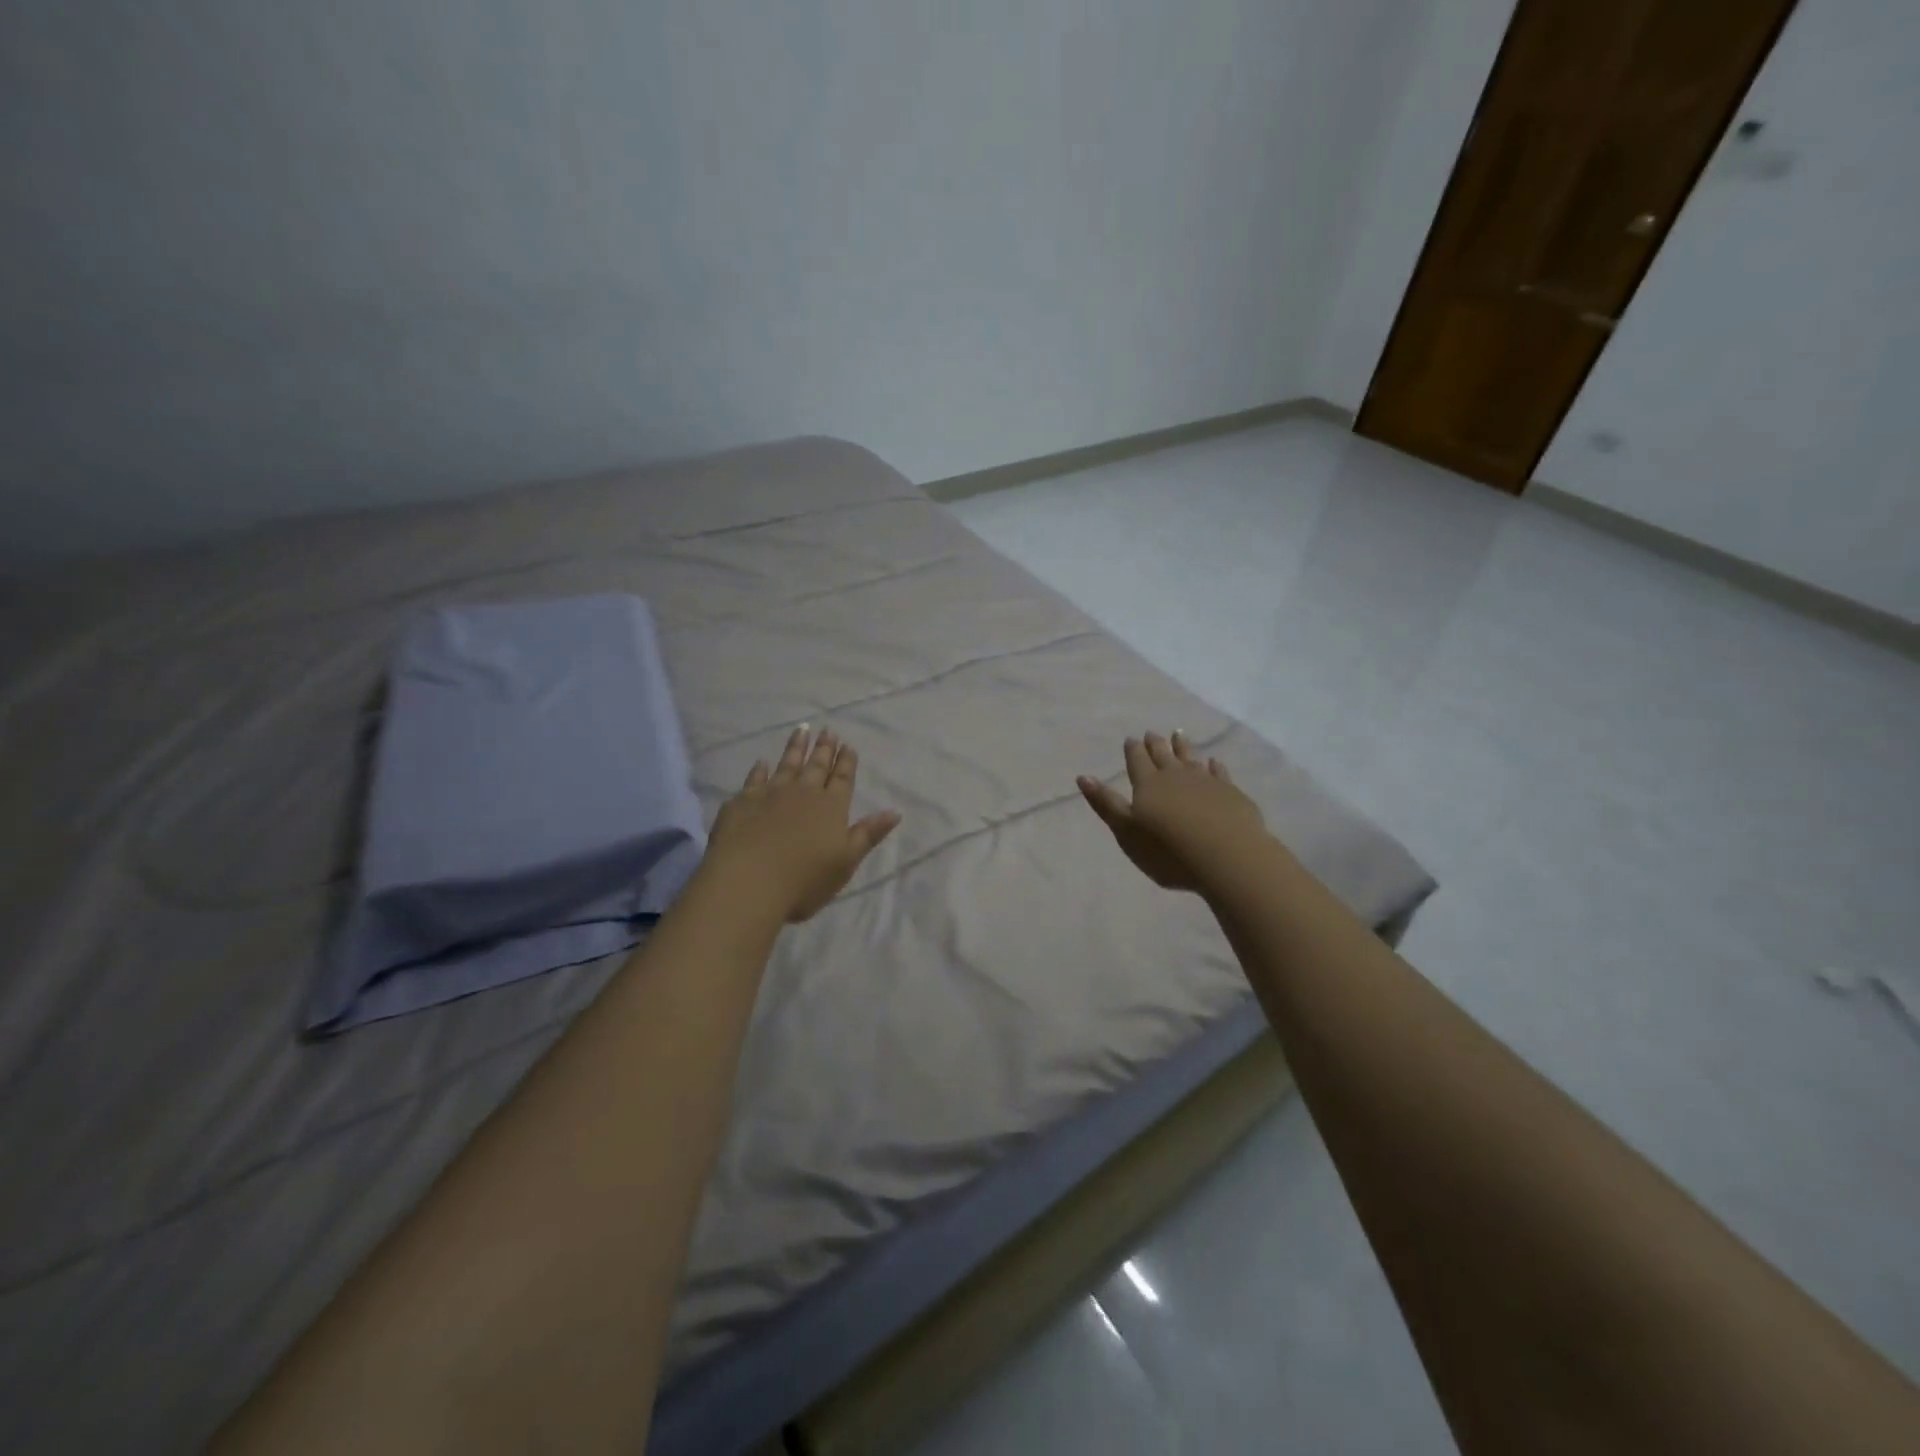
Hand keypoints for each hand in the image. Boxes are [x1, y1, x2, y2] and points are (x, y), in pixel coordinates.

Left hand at [706, 725, 901, 922]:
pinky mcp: (743, 802)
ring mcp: (771, 794)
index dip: (846, 762)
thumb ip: (868, 834)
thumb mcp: (846, 861)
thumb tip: (894, 812)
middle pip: (817, 766)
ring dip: (796, 747)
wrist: (748, 882)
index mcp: (831, 807)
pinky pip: (754, 779)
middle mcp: (803, 793)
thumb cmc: (804, 879)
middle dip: (824, 748)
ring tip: (802, 729)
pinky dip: (759, 769)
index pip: (843, 779)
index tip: (849, 745)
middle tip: (828, 730)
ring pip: (787, 764)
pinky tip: (762, 762)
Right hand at [1077, 731, 1268, 892]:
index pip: (1137, 760)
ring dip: (1183, 747)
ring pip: (1191, 758)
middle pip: (1163, 755)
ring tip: (1178, 734)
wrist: (1226, 857)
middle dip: (1156, 744)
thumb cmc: (1168, 851)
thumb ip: (1106, 804)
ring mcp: (1206, 782)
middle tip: (1152, 733)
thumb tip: (1083, 776)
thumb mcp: (1127, 832)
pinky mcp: (1231, 793)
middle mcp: (1176, 776)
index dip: (1133, 750)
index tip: (1131, 739)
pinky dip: (1214, 766)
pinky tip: (1214, 762)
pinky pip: (1219, 773)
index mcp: (1148, 784)